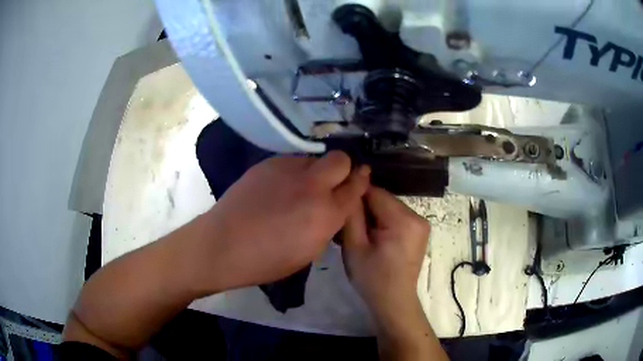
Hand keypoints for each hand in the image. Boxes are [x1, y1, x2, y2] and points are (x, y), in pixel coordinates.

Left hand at [186, 151, 369, 294]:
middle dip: (342, 169)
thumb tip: (335, 208)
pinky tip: (279, 187)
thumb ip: (328, 224)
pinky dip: (293, 172)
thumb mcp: (309, 252)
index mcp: (326, 214)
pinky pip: (292, 161)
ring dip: (315, 171)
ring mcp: (288, 170)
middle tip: (331, 183)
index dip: (360, 183)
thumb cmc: (267, 260)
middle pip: (340, 159)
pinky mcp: (268, 163)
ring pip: (314, 158)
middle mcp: (312, 186)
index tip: (359, 181)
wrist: (223, 244)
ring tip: (299, 187)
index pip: (356, 187)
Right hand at [341, 187, 429, 317]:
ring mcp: (421, 224)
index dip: (356, 197)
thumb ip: (352, 215)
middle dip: (365, 208)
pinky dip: (384, 222)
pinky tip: (374, 238)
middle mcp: (417, 217)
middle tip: (348, 225)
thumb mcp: (354, 247)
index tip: (341, 207)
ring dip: (374, 216)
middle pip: (384, 199)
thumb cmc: (372, 278)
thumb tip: (350, 189)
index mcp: (403, 220)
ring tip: (360, 233)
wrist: (394, 301)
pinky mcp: (420, 231)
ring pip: (390, 207)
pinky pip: (397, 216)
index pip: (376, 192)